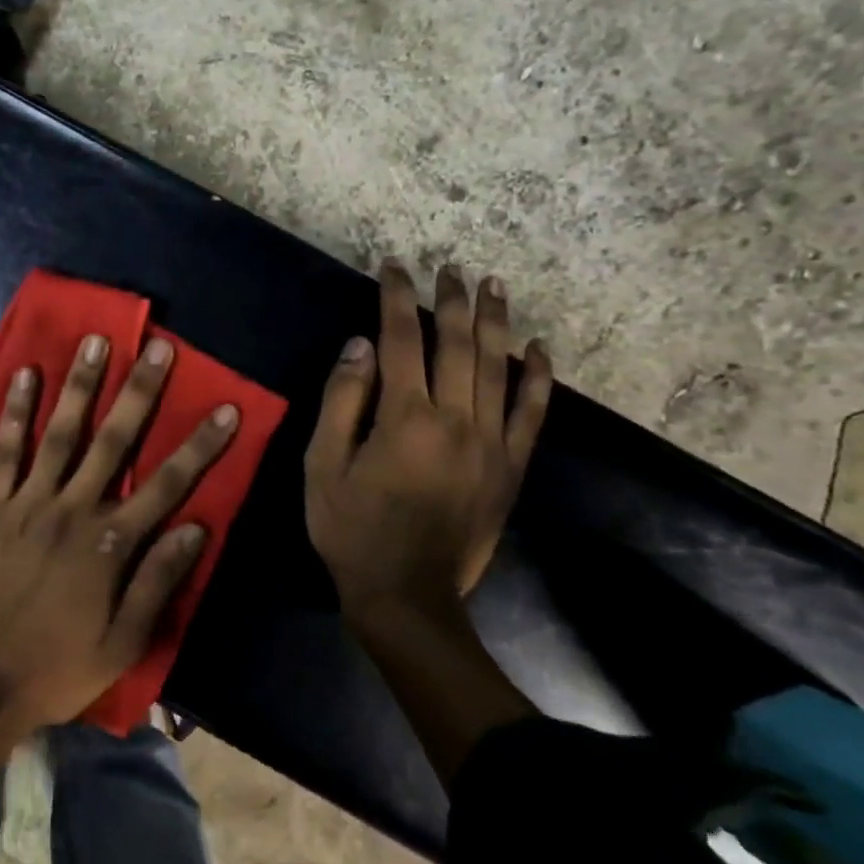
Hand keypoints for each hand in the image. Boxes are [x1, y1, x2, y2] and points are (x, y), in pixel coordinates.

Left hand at [0, 332, 238, 732]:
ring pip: (61, 432)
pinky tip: (24, 374)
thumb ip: (159, 582)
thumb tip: (197, 528)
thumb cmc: (57, 667)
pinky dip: (15, 412)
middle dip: (140, 392)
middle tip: (158, 348)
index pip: (168, 484)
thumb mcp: (123, 642)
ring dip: (80, 384)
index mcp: (112, 544)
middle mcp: (74, 509)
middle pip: (115, 440)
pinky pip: (4, 450)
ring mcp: (29, 502)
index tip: (226, 407)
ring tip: (95, 341)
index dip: (200, 444)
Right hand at [305, 261, 551, 628]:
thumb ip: (342, 400)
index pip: (400, 339)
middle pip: (457, 344)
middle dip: (451, 301)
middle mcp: (455, 420)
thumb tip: (359, 345)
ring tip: (494, 285)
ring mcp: (491, 444)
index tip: (395, 267)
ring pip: (498, 368)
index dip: (396, 298)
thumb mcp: (323, 465)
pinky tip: (540, 349)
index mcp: (404, 418)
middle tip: (450, 268)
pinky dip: (538, 378)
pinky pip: (532, 414)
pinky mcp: (510, 468)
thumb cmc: (352, 529)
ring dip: (496, 322)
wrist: (406, 596)